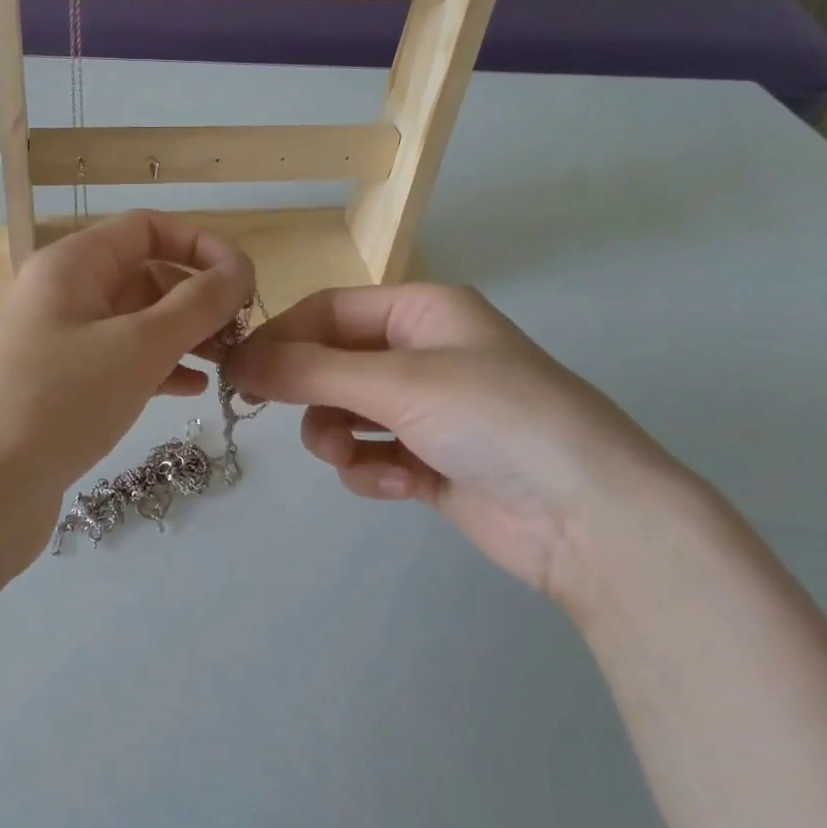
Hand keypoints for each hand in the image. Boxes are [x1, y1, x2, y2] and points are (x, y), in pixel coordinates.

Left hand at [0, 211, 254, 565]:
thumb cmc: (61, 401)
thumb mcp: (138, 346)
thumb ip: (197, 304)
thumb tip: (240, 270)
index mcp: (73, 265)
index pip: (148, 229)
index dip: (201, 245)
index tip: (245, 281)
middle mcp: (65, 295)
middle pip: (146, 275)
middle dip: (197, 296)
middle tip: (240, 333)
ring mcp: (63, 343)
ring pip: (138, 322)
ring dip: (185, 335)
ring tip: (228, 362)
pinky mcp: (66, 387)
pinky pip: (124, 362)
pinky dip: (161, 368)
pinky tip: (194, 389)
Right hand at [226, 283, 691, 599]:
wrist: (589, 516)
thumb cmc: (495, 419)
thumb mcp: (397, 383)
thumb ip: (310, 371)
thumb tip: (238, 361)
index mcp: (423, 313)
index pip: (329, 311)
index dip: (281, 337)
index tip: (237, 371)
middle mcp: (423, 354)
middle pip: (332, 364)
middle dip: (310, 394)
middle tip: (268, 413)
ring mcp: (428, 410)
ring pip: (345, 414)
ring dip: (338, 438)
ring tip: (352, 459)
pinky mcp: (430, 461)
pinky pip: (372, 455)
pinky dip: (374, 470)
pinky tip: (402, 484)